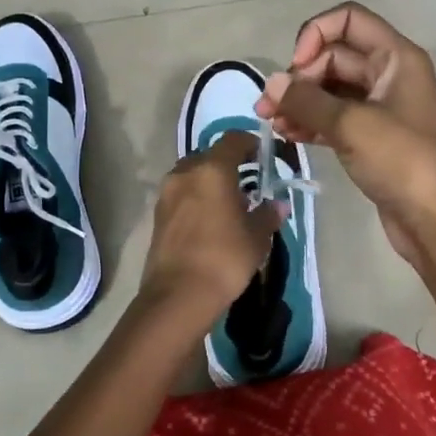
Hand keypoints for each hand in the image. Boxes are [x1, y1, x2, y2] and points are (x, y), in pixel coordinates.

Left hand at [138, 130, 288, 317]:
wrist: (178, 295)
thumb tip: (278, 205)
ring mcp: (167, 192)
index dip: (250, 142)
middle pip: (209, 155)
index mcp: (212, 169)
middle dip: (228, 164)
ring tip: (228, 204)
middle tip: (247, 183)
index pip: (232, 139)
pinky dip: (196, 198)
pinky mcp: (157, 214)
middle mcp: (186, 172)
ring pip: (192, 174)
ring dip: (209, 181)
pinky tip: (209, 220)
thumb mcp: (256, 237)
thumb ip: (267, 215)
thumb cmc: (225, 258)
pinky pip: (181, 194)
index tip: (263, 156)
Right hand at [255, 2, 435, 264]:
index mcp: (396, 57)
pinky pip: (336, 118)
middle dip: (300, 77)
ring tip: (271, 124)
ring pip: (332, 90)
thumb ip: (307, 100)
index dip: (316, 34)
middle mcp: (390, 75)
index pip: (349, 19)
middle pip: (335, 56)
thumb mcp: (351, 125)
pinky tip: (288, 136)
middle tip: (270, 107)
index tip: (295, 67)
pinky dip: (312, 122)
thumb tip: (272, 85)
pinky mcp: (373, 139)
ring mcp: (382, 108)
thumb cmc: (402, 161)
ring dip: (300, 102)